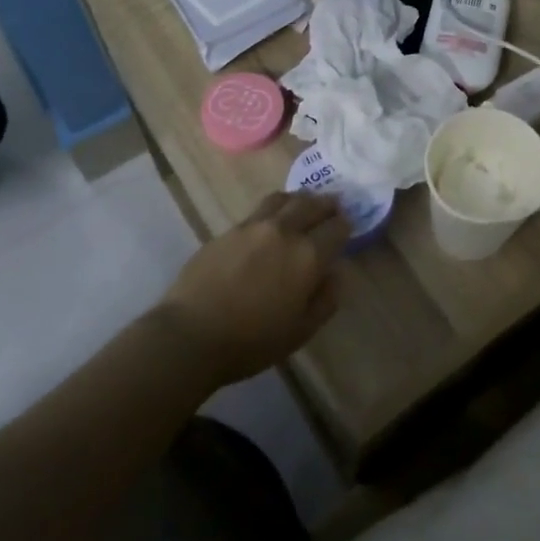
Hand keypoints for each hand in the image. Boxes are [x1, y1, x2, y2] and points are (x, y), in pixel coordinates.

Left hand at [157, 192, 347, 387]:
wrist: (191, 334)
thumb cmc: (251, 342)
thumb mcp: (300, 331)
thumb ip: (325, 300)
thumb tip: (335, 275)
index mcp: (308, 256)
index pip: (337, 227)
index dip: (346, 225)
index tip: (348, 227)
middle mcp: (284, 231)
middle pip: (312, 204)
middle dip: (327, 204)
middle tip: (333, 206)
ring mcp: (253, 226)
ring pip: (284, 199)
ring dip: (299, 199)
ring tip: (303, 205)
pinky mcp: (229, 230)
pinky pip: (260, 210)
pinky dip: (274, 209)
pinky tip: (271, 221)